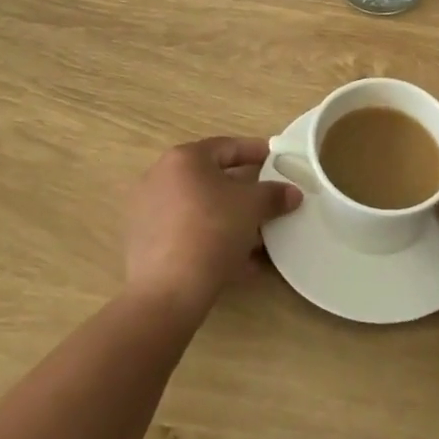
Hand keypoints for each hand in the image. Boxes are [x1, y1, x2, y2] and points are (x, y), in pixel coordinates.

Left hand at [126, 137, 301, 317]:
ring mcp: (149, 212)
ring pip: (200, 210)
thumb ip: (273, 195)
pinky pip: (188, 234)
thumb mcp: (251, 207)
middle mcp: (161, 178)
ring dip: (230, 220)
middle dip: (243, 192)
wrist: (168, 291)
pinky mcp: (146, 244)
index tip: (276, 159)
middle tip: (268, 200)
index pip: (227, 147)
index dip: (255, 151)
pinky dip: (212, 241)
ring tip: (258, 238)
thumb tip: (292, 193)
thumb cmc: (212, 231)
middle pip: (211, 179)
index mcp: (184, 159)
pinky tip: (239, 263)